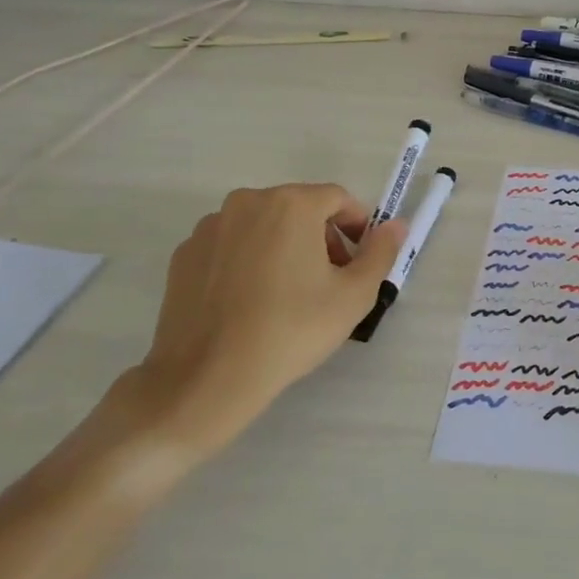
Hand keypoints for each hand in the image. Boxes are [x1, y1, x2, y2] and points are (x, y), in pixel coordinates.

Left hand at [101, 184, 405, 468]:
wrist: (206, 379)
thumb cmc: (291, 330)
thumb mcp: (354, 295)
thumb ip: (381, 252)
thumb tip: (395, 225)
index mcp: (291, 204)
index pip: (338, 199)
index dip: (358, 226)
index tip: (361, 260)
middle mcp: (247, 202)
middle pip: (299, 209)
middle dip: (322, 237)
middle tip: (331, 280)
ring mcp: (209, 228)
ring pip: (262, 226)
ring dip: (284, 246)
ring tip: (289, 294)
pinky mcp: (184, 255)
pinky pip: (230, 246)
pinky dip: (248, 261)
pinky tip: (251, 302)